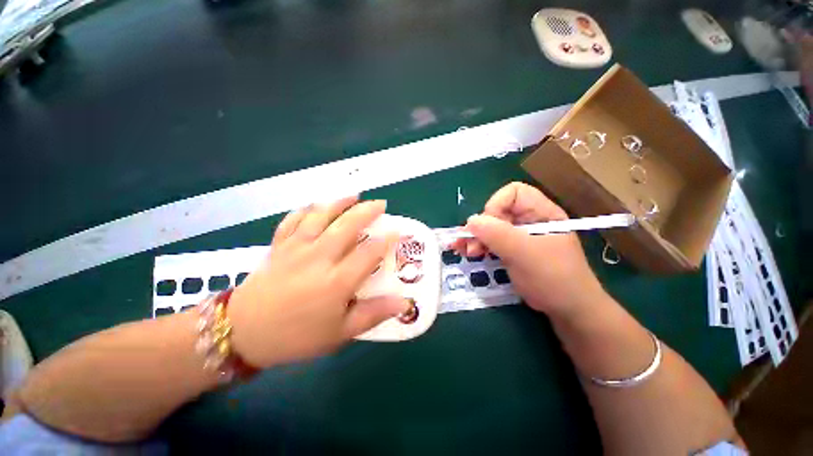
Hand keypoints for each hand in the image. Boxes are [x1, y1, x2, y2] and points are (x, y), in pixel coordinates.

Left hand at [227, 197, 409, 367]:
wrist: (242, 333)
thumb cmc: (296, 336)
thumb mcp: (340, 333)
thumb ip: (373, 314)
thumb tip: (404, 304)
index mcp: (337, 281)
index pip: (369, 252)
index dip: (387, 239)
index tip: (398, 231)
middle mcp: (319, 257)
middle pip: (347, 225)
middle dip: (367, 211)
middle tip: (381, 204)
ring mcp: (296, 248)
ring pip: (321, 215)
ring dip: (340, 202)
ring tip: (354, 196)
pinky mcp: (279, 245)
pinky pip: (293, 219)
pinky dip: (307, 209)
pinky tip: (316, 205)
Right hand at [454, 182, 606, 320]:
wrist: (567, 310)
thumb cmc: (553, 279)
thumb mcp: (525, 254)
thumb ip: (498, 234)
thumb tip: (471, 221)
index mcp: (541, 213)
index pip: (514, 193)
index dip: (497, 205)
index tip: (488, 227)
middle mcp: (529, 220)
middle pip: (497, 211)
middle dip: (481, 227)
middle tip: (472, 246)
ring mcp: (519, 236)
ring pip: (490, 227)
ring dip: (475, 237)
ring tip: (464, 251)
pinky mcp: (512, 250)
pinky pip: (490, 241)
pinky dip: (477, 245)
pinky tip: (466, 252)